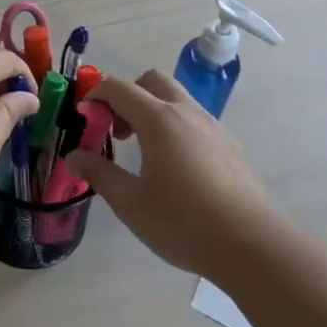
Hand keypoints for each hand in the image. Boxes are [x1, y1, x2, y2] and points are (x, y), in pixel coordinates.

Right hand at [64, 70, 271, 278]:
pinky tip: (175, 167)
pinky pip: (195, 120)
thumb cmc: (183, 222)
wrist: (252, 245)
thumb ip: (100, 174)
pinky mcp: (230, 146)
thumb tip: (74, 156)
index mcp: (158, 119)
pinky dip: (175, 127)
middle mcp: (186, 112)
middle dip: (127, 96)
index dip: (95, 97)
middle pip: (151, 81)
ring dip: (153, 110)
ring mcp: (213, 127)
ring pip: (177, 98)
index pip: (118, 88)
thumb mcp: (130, 203)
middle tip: (116, 130)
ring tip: (143, 151)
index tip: (84, 120)